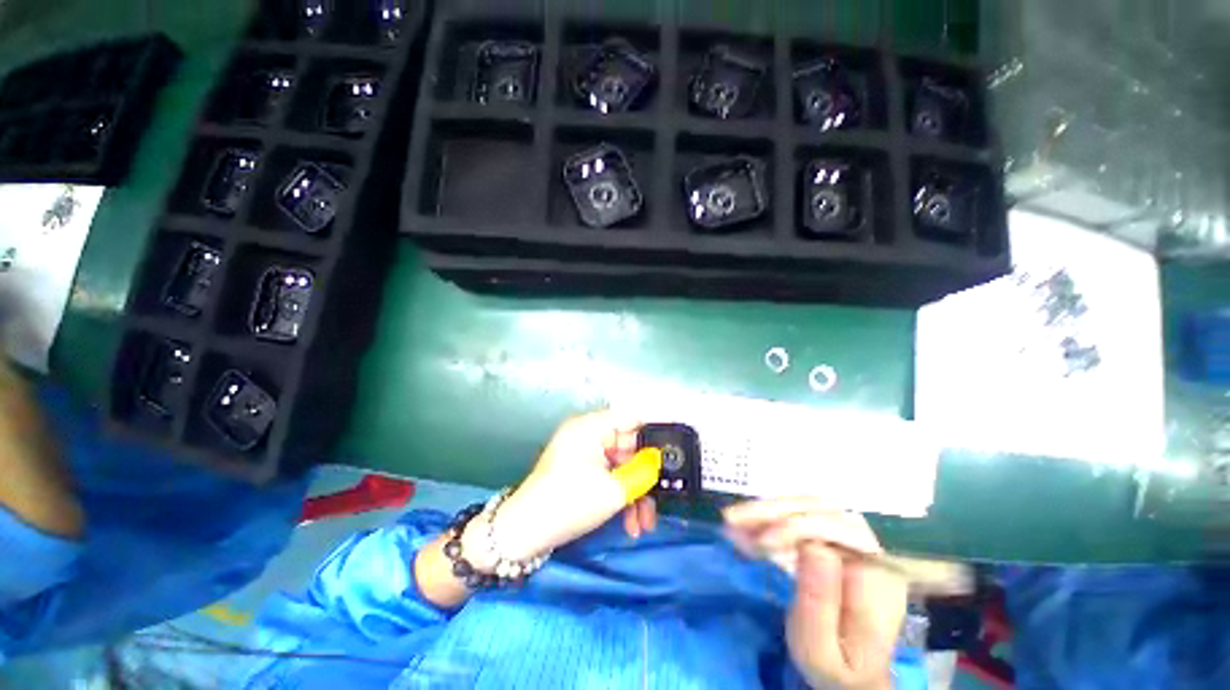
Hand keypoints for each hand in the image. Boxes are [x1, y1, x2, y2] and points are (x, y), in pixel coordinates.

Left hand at [492, 411, 657, 560]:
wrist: (522, 534)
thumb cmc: (568, 503)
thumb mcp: (613, 489)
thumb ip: (643, 471)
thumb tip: (658, 460)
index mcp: (592, 427)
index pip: (631, 416)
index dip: (656, 427)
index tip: (677, 441)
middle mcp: (587, 433)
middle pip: (628, 446)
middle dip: (645, 476)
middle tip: (661, 499)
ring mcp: (583, 452)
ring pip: (621, 466)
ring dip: (635, 493)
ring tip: (644, 524)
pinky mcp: (580, 470)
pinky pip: (608, 475)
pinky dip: (620, 495)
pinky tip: (630, 523)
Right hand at [724, 499, 906, 689]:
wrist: (849, 673)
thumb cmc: (835, 668)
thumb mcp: (823, 650)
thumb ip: (820, 604)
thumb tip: (815, 546)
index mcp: (878, 574)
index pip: (840, 530)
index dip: (799, 528)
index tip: (762, 543)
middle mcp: (868, 547)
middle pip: (820, 509)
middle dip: (773, 511)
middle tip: (733, 519)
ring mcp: (849, 540)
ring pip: (805, 506)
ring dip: (766, 511)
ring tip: (732, 520)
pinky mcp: (830, 539)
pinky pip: (797, 517)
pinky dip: (767, 519)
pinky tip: (744, 525)